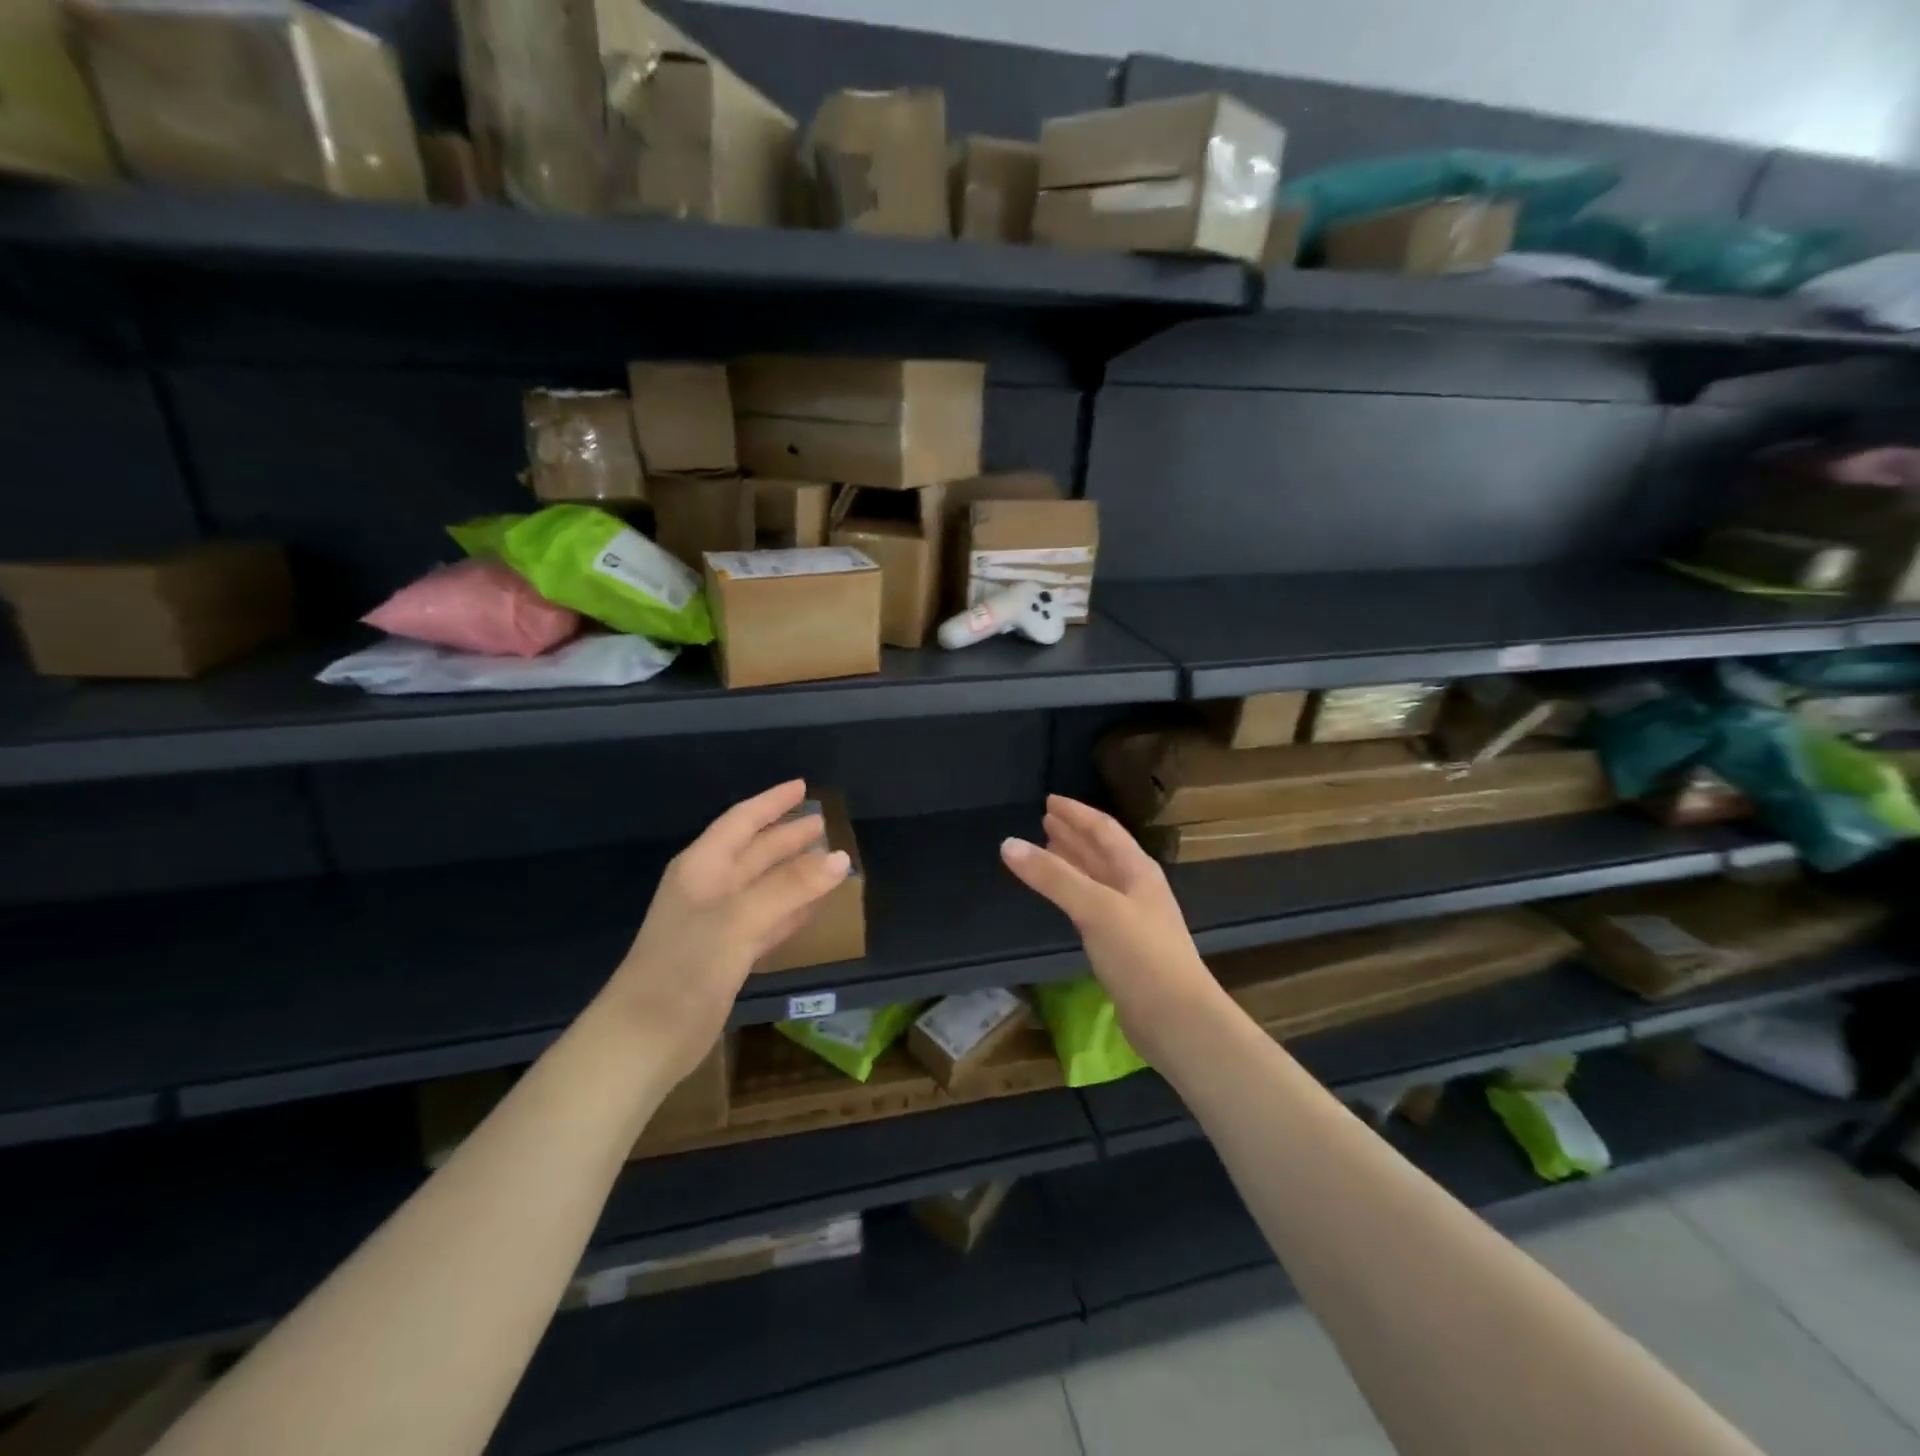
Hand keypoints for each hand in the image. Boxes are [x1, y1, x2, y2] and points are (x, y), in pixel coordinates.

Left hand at [600, 780, 849, 1086]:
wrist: (645, 1038)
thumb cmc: (686, 966)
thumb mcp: (740, 918)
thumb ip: (791, 886)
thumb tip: (841, 857)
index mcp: (703, 867)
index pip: (742, 821)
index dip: (772, 803)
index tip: (802, 786)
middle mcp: (710, 888)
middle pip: (755, 852)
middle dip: (788, 837)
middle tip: (824, 825)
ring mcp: (718, 924)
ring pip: (764, 887)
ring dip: (794, 874)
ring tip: (828, 862)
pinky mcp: (728, 956)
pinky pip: (767, 920)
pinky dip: (790, 910)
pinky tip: (812, 909)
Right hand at [1000, 795, 1224, 1061]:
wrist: (1177, 1020)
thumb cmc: (1141, 956)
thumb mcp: (1095, 908)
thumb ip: (1053, 877)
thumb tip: (1008, 843)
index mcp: (1138, 871)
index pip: (1104, 830)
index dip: (1077, 813)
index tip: (1050, 800)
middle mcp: (1137, 889)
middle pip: (1102, 852)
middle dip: (1074, 835)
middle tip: (1045, 821)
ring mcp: (1132, 919)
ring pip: (1097, 879)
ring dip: (1073, 862)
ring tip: (1048, 849)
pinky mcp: (1124, 947)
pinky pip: (1093, 906)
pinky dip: (1074, 893)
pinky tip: (1064, 897)